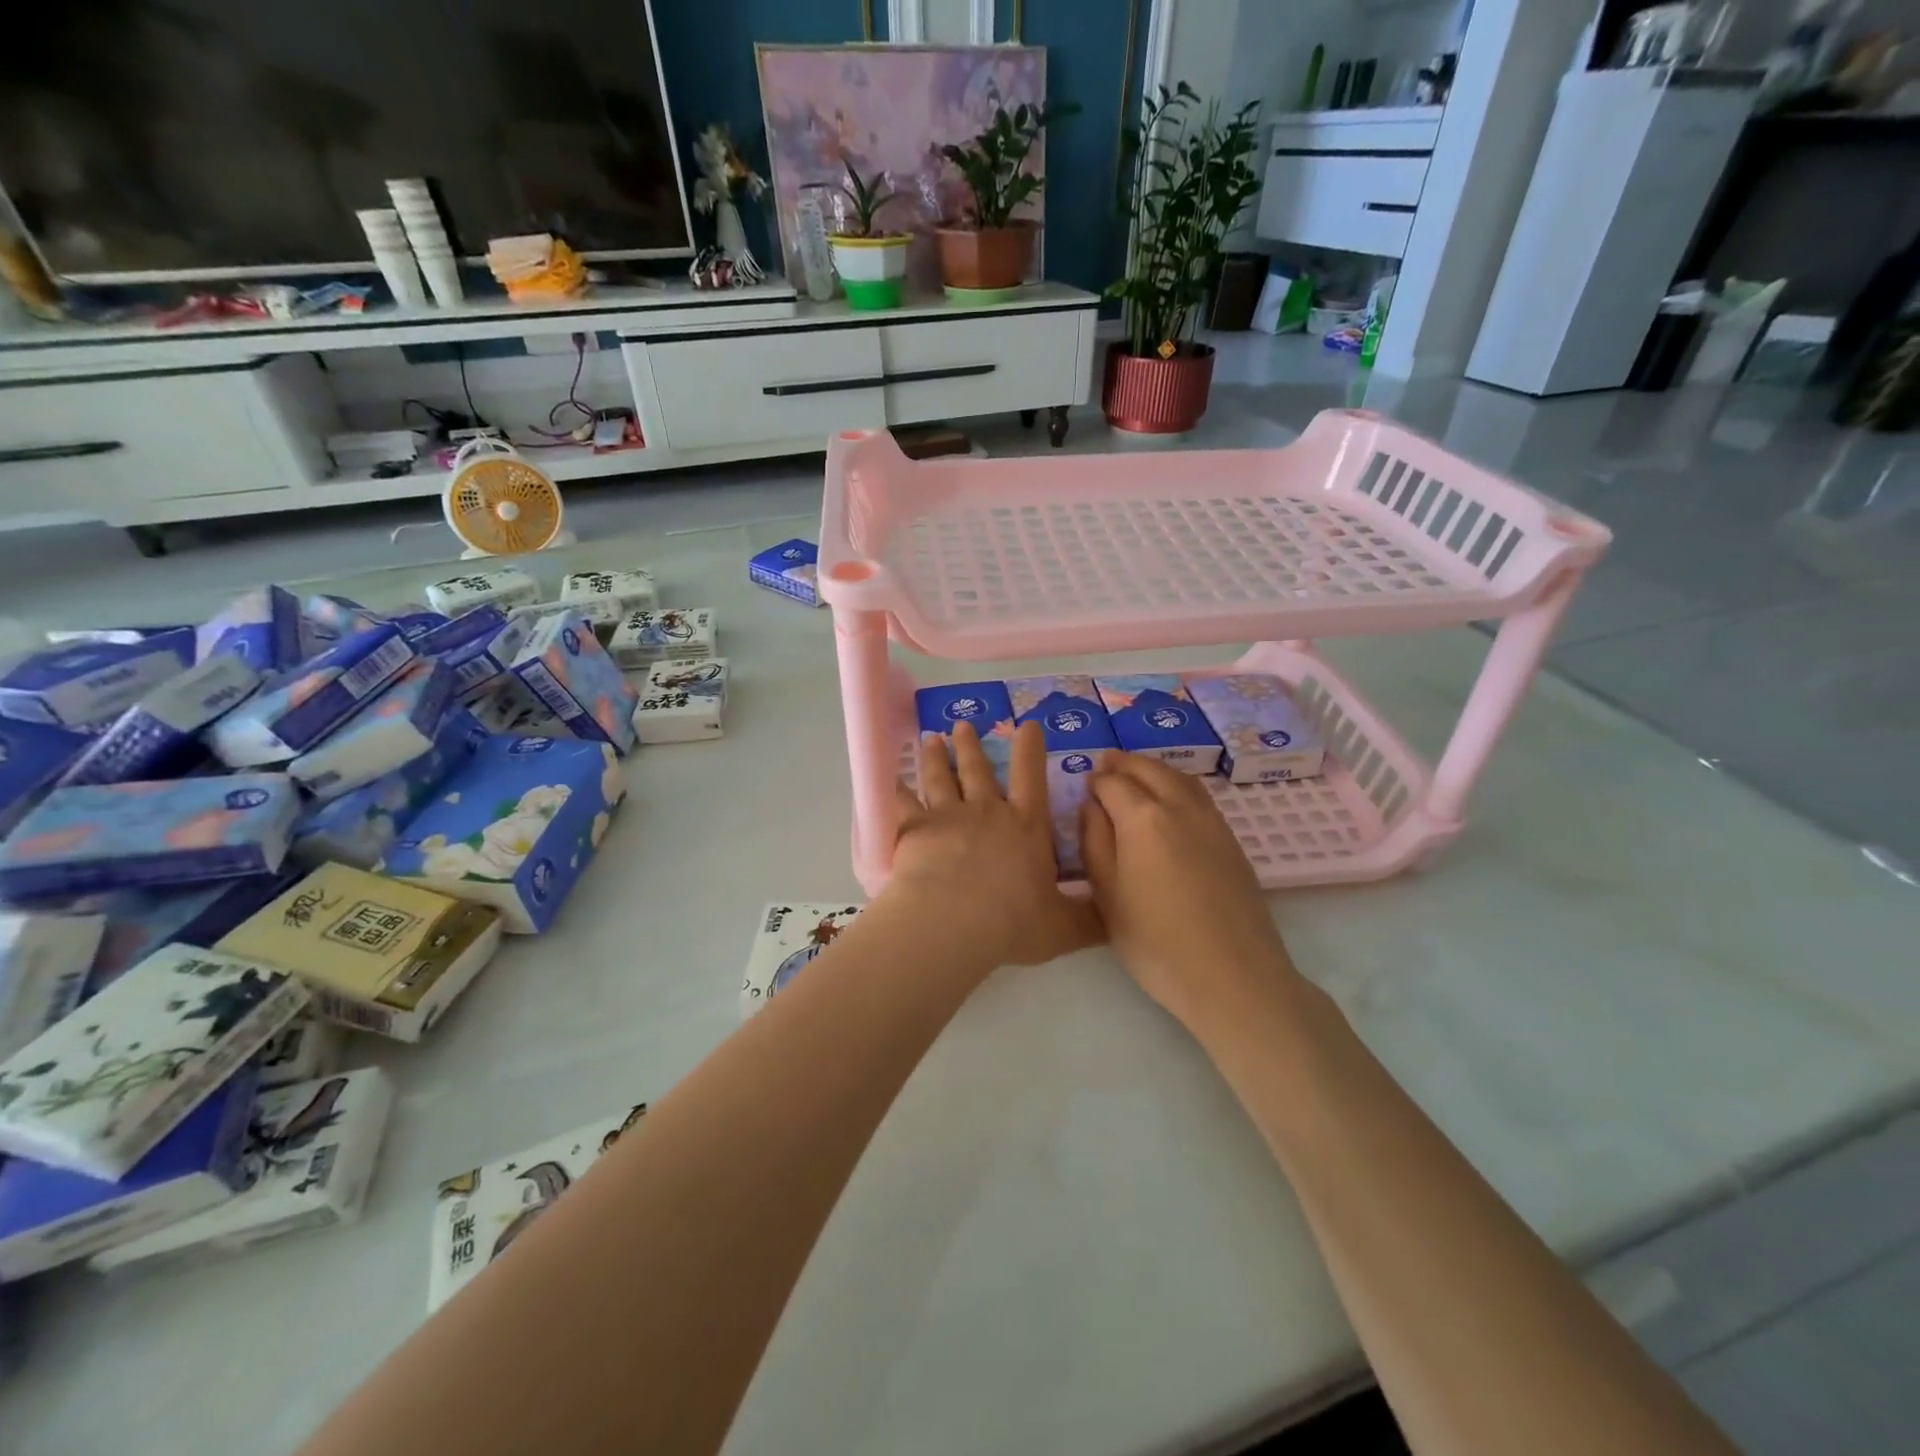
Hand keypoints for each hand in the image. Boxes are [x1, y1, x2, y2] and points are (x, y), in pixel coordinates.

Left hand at [885, 720, 1103, 967]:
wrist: (952, 922)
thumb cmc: (1012, 923)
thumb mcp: (1063, 926)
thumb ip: (1087, 919)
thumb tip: (1115, 916)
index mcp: (1026, 827)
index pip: (1032, 777)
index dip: (1030, 749)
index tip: (1027, 725)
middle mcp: (987, 812)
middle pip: (978, 770)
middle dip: (971, 745)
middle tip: (963, 724)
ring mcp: (948, 816)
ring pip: (940, 778)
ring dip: (936, 757)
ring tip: (931, 739)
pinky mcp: (914, 829)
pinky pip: (904, 804)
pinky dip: (897, 790)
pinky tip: (892, 780)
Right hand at [1079, 751, 1298, 1034]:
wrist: (1233, 977)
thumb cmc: (1156, 943)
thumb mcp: (1107, 897)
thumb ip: (1094, 843)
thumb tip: (1091, 807)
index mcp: (1142, 818)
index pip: (1112, 783)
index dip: (1095, 781)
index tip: (1084, 785)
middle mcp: (1179, 807)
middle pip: (1149, 770)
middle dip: (1125, 763)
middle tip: (1107, 762)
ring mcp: (1212, 822)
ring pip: (1179, 777)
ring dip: (1154, 768)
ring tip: (1137, 773)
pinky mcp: (1232, 840)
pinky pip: (1199, 796)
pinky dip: (1178, 785)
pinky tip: (1171, 802)